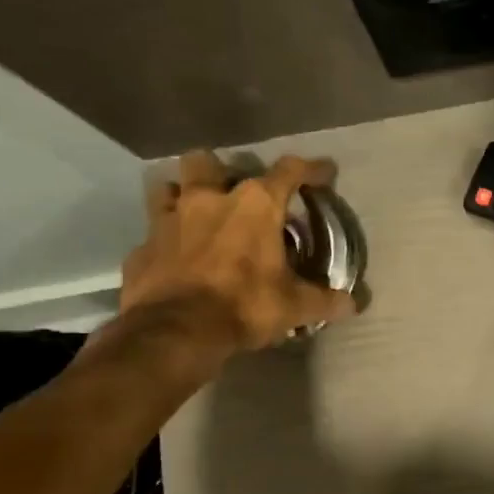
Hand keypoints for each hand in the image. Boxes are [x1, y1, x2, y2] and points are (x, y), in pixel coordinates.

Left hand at [119, 149, 356, 358]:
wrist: (174, 333)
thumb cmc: (244, 305)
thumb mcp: (295, 306)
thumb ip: (324, 300)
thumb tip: (353, 304)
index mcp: (254, 206)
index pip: (289, 171)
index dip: (311, 169)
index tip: (324, 171)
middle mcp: (207, 200)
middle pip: (206, 161)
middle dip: (220, 170)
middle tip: (235, 193)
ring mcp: (167, 221)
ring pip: (168, 187)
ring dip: (183, 195)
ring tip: (199, 216)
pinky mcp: (141, 248)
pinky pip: (153, 235)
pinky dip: (166, 242)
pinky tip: (177, 259)